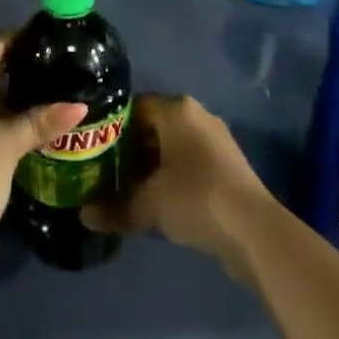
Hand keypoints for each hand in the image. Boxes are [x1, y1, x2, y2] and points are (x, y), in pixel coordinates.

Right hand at [81, 95, 272, 276]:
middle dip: (130, 151)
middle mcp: (197, 116)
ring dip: (151, 168)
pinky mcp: (227, 167)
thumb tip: (84, 215)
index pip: (134, 108)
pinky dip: (172, 178)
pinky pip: (190, 164)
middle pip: (153, 127)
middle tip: (108, 175)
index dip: (113, 129)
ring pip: (172, 147)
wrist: (254, 231)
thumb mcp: (148, 204)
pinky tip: (159, 204)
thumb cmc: (195, 198)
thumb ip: (114, 208)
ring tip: (128, 192)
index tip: (96, 152)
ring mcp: (216, 141)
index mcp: (177, 109)